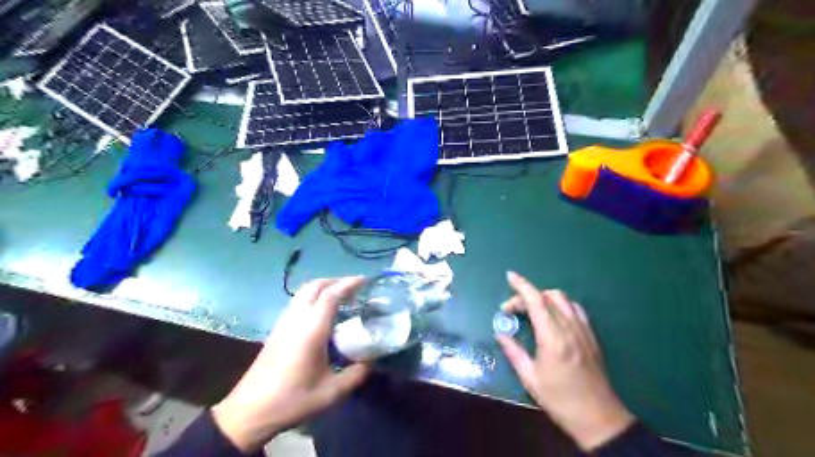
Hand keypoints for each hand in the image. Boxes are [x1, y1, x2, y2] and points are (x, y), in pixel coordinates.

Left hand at [214, 276, 371, 450]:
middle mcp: (296, 319)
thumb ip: (355, 375)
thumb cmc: (292, 399)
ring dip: (323, 288)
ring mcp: (284, 323)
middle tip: (354, 287)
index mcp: (311, 329)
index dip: (349, 284)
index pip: (331, 295)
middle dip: (335, 281)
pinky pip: (297, 303)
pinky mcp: (277, 330)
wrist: (250, 411)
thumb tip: (370, 363)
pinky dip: (313, 298)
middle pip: (315, 286)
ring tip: (340, 297)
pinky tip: (322, 314)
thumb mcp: (331, 392)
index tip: (365, 280)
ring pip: (303, 292)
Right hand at [494, 271, 632, 448]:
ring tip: (531, 312)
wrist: (598, 417)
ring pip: (563, 299)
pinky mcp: (591, 336)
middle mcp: (569, 327)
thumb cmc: (560, 399)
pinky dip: (560, 305)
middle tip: (512, 311)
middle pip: (547, 297)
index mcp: (552, 337)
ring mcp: (583, 330)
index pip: (536, 301)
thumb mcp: (530, 378)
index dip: (521, 285)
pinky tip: (553, 317)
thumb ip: (513, 351)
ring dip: (544, 298)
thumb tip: (500, 333)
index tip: (509, 276)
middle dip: (527, 296)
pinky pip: (575, 309)